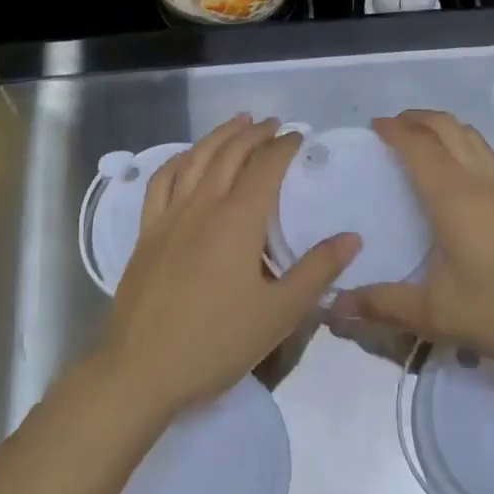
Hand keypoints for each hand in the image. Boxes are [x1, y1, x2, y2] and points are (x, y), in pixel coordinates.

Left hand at [99, 116, 359, 421]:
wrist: (140, 371)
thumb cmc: (215, 343)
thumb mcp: (278, 314)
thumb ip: (317, 271)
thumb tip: (353, 237)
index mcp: (239, 218)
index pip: (266, 166)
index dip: (284, 145)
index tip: (299, 136)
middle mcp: (204, 204)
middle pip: (231, 152)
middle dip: (256, 133)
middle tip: (274, 124)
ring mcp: (171, 214)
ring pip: (197, 157)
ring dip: (221, 134)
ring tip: (239, 122)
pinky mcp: (148, 231)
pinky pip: (162, 180)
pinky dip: (180, 159)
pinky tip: (188, 157)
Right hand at [333, 110, 493, 374]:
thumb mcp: (436, 315)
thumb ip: (383, 305)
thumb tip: (334, 305)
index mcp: (453, 195)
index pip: (418, 145)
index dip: (394, 129)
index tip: (373, 126)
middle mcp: (480, 179)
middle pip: (447, 127)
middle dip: (417, 118)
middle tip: (392, 127)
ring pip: (471, 136)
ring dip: (443, 127)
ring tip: (422, 140)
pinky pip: (487, 153)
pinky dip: (465, 144)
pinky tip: (461, 173)